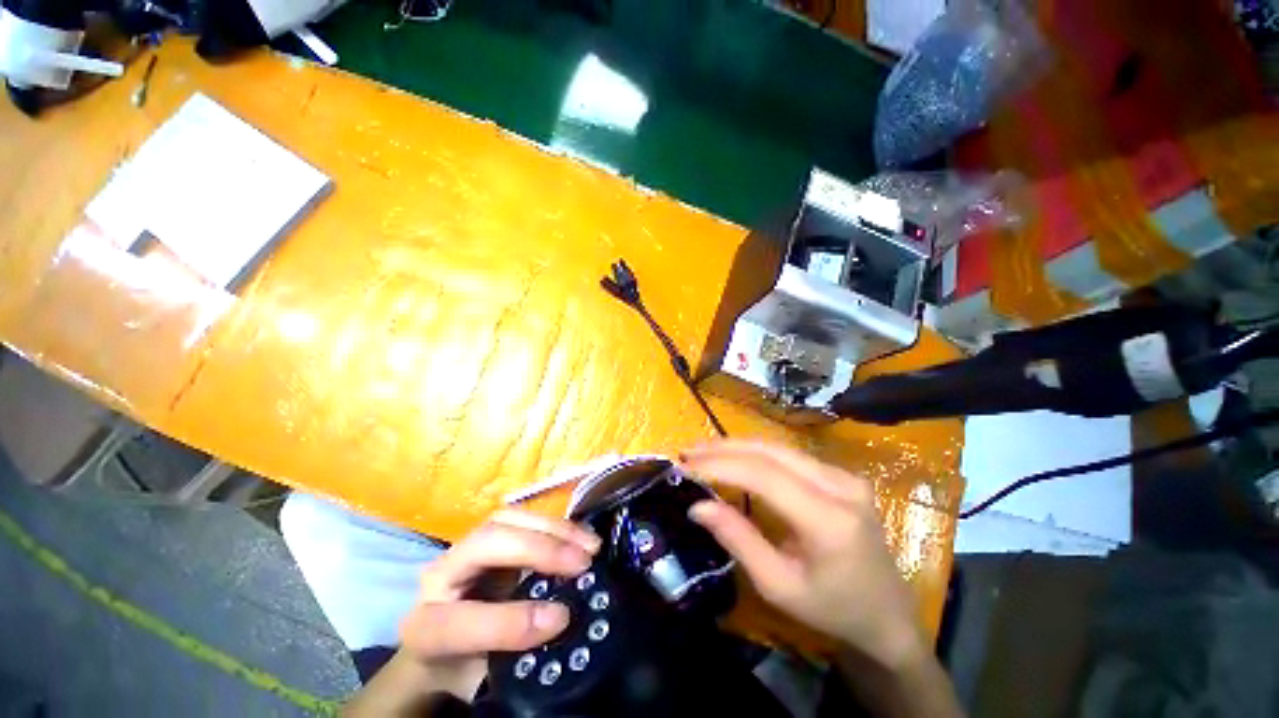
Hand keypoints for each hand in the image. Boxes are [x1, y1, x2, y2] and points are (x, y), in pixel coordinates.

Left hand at [397, 510, 600, 699]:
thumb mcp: (478, 678)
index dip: (507, 621)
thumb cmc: (461, 667)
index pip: (456, 622)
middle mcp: (442, 576)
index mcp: (425, 628)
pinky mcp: (493, 534)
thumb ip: (511, 654)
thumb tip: (561, 621)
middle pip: (485, 543)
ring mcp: (467, 547)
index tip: (560, 619)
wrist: (442, 646)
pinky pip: (522, 518)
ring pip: (507, 520)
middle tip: (582, 562)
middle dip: (538, 549)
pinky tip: (580, 534)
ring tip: (590, 544)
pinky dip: (556, 524)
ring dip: (555, 528)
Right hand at [681, 440, 925, 669]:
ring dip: (736, 446)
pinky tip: (734, 457)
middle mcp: (841, 486)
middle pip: (770, 451)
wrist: (888, 616)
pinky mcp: (842, 475)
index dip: (720, 466)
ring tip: (703, 451)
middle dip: (723, 448)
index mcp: (829, 519)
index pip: (763, 475)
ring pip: (778, 447)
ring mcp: (845, 476)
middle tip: (687, 452)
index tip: (685, 466)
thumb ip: (737, 540)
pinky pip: (790, 456)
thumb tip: (697, 505)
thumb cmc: (832, 610)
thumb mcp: (778, 586)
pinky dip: (755, 453)